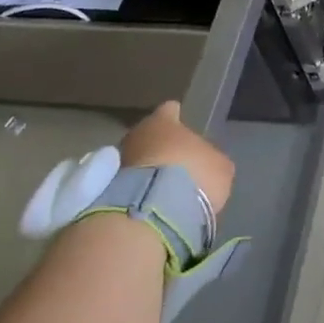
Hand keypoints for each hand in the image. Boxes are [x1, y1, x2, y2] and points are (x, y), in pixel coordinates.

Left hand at [119, 100, 235, 216]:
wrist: (152, 212)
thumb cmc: (193, 175)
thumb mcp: (219, 167)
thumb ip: (210, 160)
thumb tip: (207, 164)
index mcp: (163, 121)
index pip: (168, 111)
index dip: (175, 118)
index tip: (178, 124)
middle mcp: (135, 134)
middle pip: (147, 137)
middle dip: (157, 149)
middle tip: (172, 166)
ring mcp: (116, 162)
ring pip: (133, 162)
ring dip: (144, 173)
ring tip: (159, 191)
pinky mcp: (104, 191)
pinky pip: (124, 188)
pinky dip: (134, 194)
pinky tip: (147, 206)